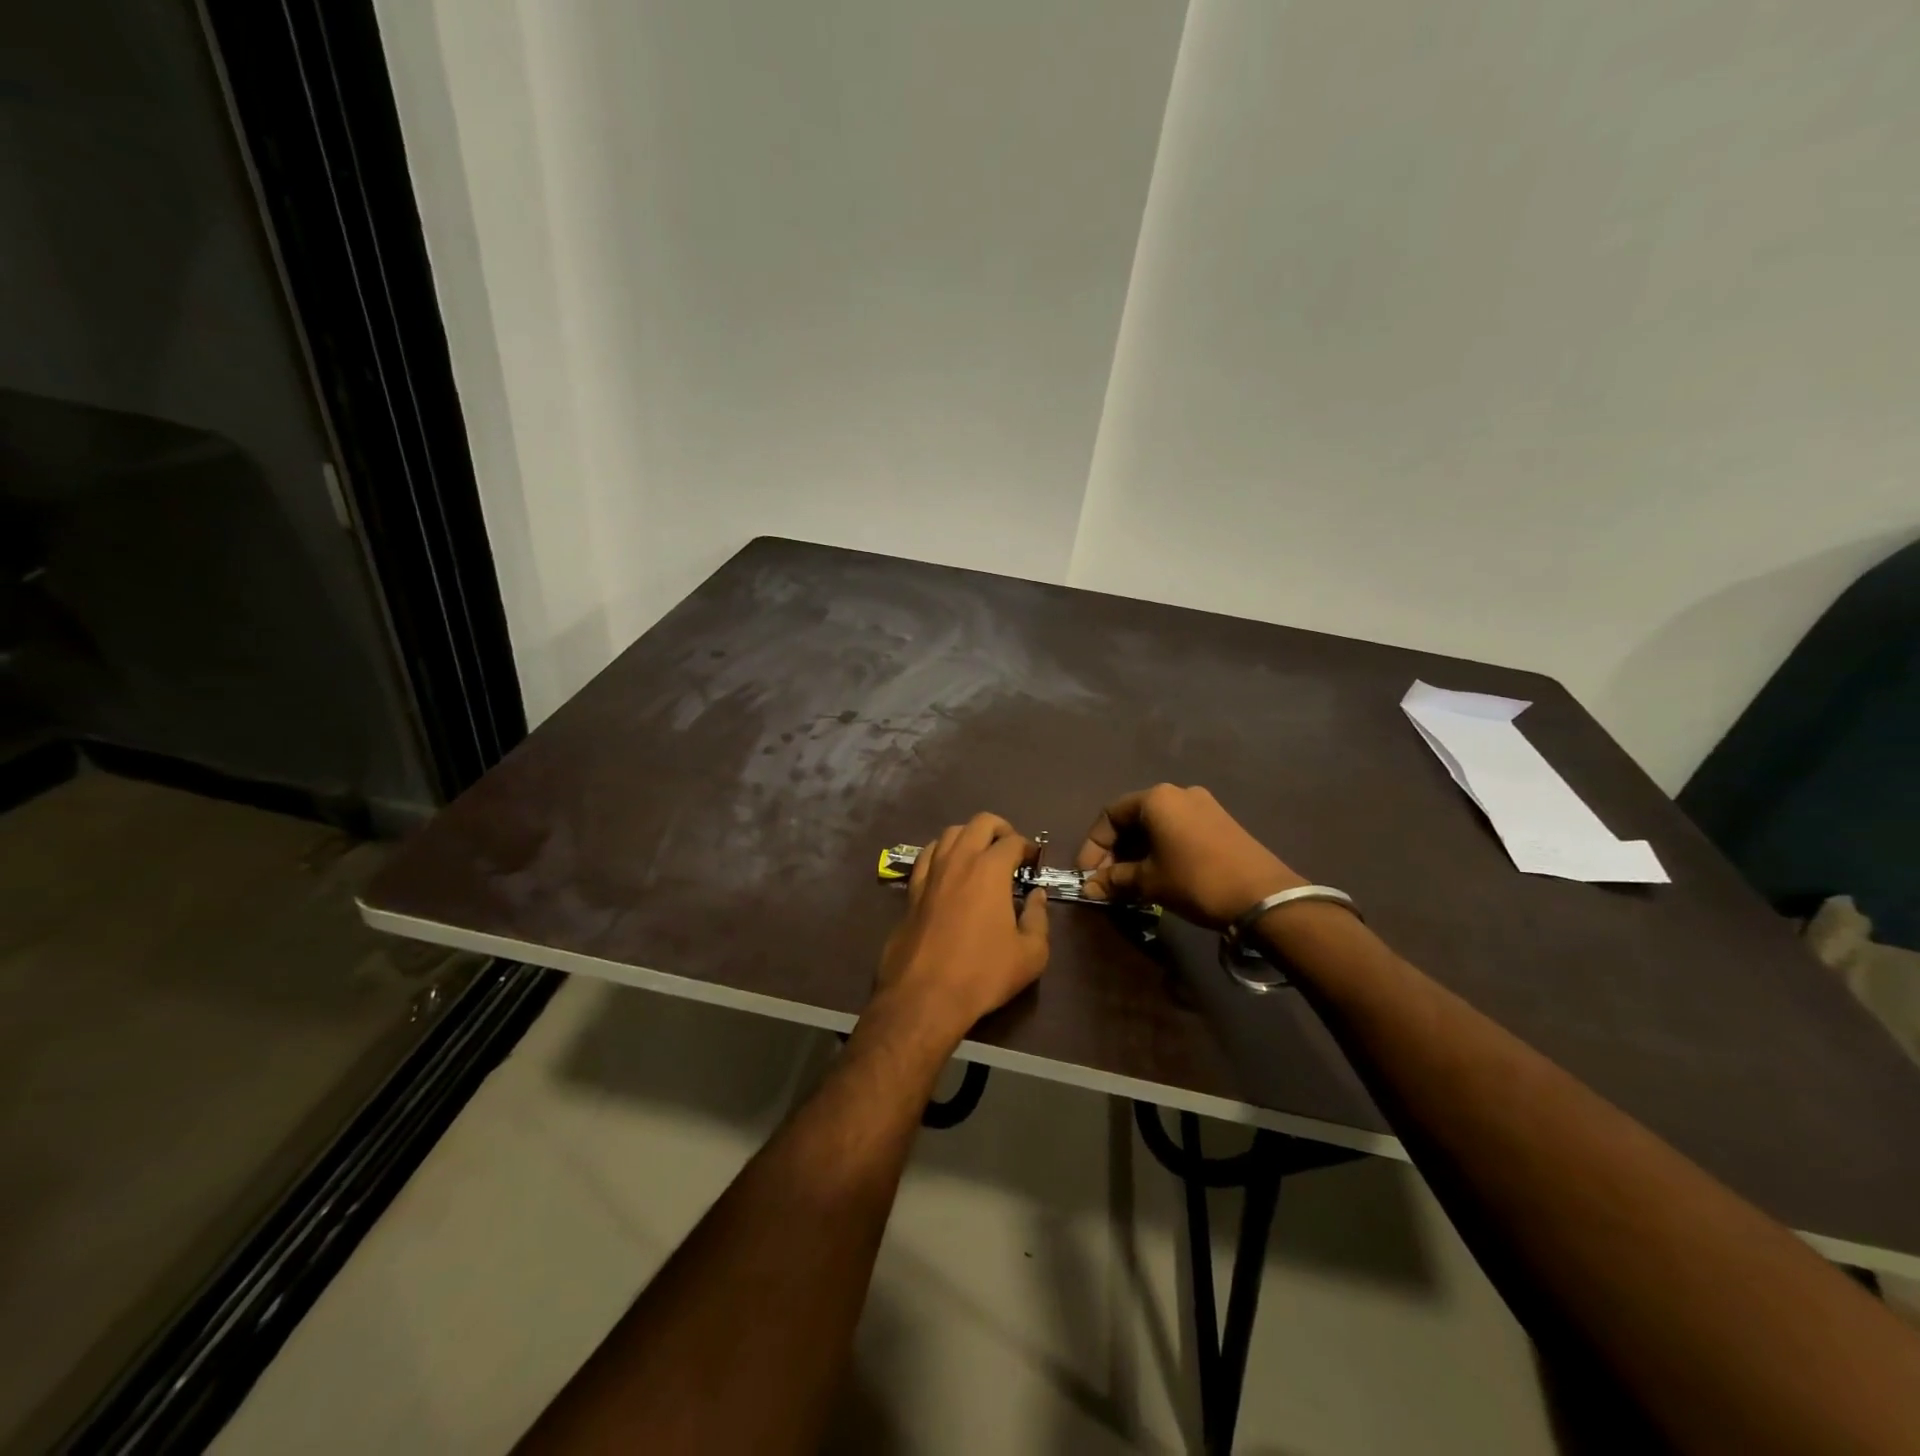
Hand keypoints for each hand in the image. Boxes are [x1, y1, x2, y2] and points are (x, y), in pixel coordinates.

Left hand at [874, 813, 1049, 1045]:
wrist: (925, 996)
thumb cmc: (983, 973)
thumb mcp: (1030, 954)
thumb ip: (1038, 918)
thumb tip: (1036, 896)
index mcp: (990, 870)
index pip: (1013, 841)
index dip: (1028, 847)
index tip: (1034, 861)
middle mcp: (959, 861)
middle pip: (979, 823)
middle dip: (1000, 829)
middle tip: (1010, 849)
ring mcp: (931, 873)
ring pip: (950, 833)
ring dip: (969, 836)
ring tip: (980, 855)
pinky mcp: (911, 890)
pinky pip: (927, 856)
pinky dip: (942, 852)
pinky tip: (948, 869)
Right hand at [1074, 784, 1303, 928]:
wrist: (1264, 897)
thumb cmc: (1196, 880)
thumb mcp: (1149, 882)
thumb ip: (1114, 880)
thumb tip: (1088, 888)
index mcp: (1156, 799)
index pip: (1110, 815)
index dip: (1093, 845)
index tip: (1087, 874)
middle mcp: (1178, 793)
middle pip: (1133, 818)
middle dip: (1114, 851)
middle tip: (1106, 881)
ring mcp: (1203, 806)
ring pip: (1156, 826)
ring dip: (1137, 853)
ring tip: (1129, 883)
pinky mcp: (1220, 823)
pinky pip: (1177, 831)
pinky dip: (1160, 850)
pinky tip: (1158, 875)